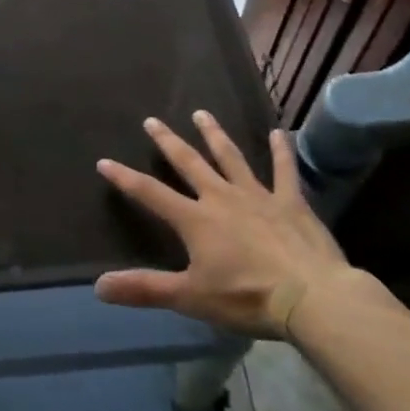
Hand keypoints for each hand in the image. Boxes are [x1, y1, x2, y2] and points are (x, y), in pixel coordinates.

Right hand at [94, 111, 360, 341]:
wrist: (311, 297)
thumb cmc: (247, 297)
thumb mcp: (190, 297)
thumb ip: (145, 289)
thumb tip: (98, 286)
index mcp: (195, 220)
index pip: (151, 194)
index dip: (125, 178)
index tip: (104, 161)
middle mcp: (221, 197)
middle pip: (189, 163)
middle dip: (168, 142)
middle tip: (152, 120)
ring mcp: (258, 196)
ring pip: (230, 157)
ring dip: (214, 135)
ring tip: (201, 113)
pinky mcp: (290, 202)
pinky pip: (285, 171)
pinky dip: (282, 152)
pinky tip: (280, 133)